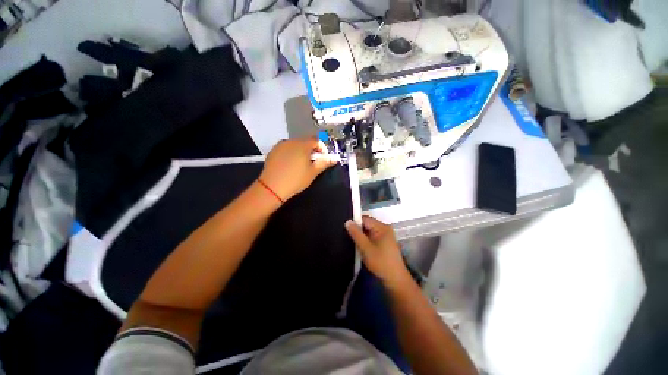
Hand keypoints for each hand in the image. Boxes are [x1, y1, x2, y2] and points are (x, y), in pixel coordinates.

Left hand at [259, 138, 336, 200]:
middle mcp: (291, 141)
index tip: (323, 158)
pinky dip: (292, 153)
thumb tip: (335, 158)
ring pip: (296, 144)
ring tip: (301, 164)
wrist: (272, 187)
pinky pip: (286, 148)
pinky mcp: (273, 151)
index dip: (322, 148)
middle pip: (306, 141)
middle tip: (313, 162)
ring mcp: (281, 145)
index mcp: (303, 145)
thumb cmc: (296, 180)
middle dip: (312, 150)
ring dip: (302, 151)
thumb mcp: (313, 172)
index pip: (316, 140)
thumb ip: (324, 163)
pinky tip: (290, 164)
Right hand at [345, 216, 411, 287]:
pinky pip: (372, 236)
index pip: (365, 219)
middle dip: (358, 230)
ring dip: (361, 236)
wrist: (395, 279)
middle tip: (348, 237)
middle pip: (367, 224)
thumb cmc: (381, 262)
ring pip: (369, 231)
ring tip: (353, 242)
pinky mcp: (385, 242)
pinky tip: (361, 246)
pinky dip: (366, 240)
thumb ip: (356, 234)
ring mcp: (386, 235)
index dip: (355, 223)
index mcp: (382, 227)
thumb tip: (347, 221)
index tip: (346, 230)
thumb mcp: (365, 248)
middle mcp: (384, 228)